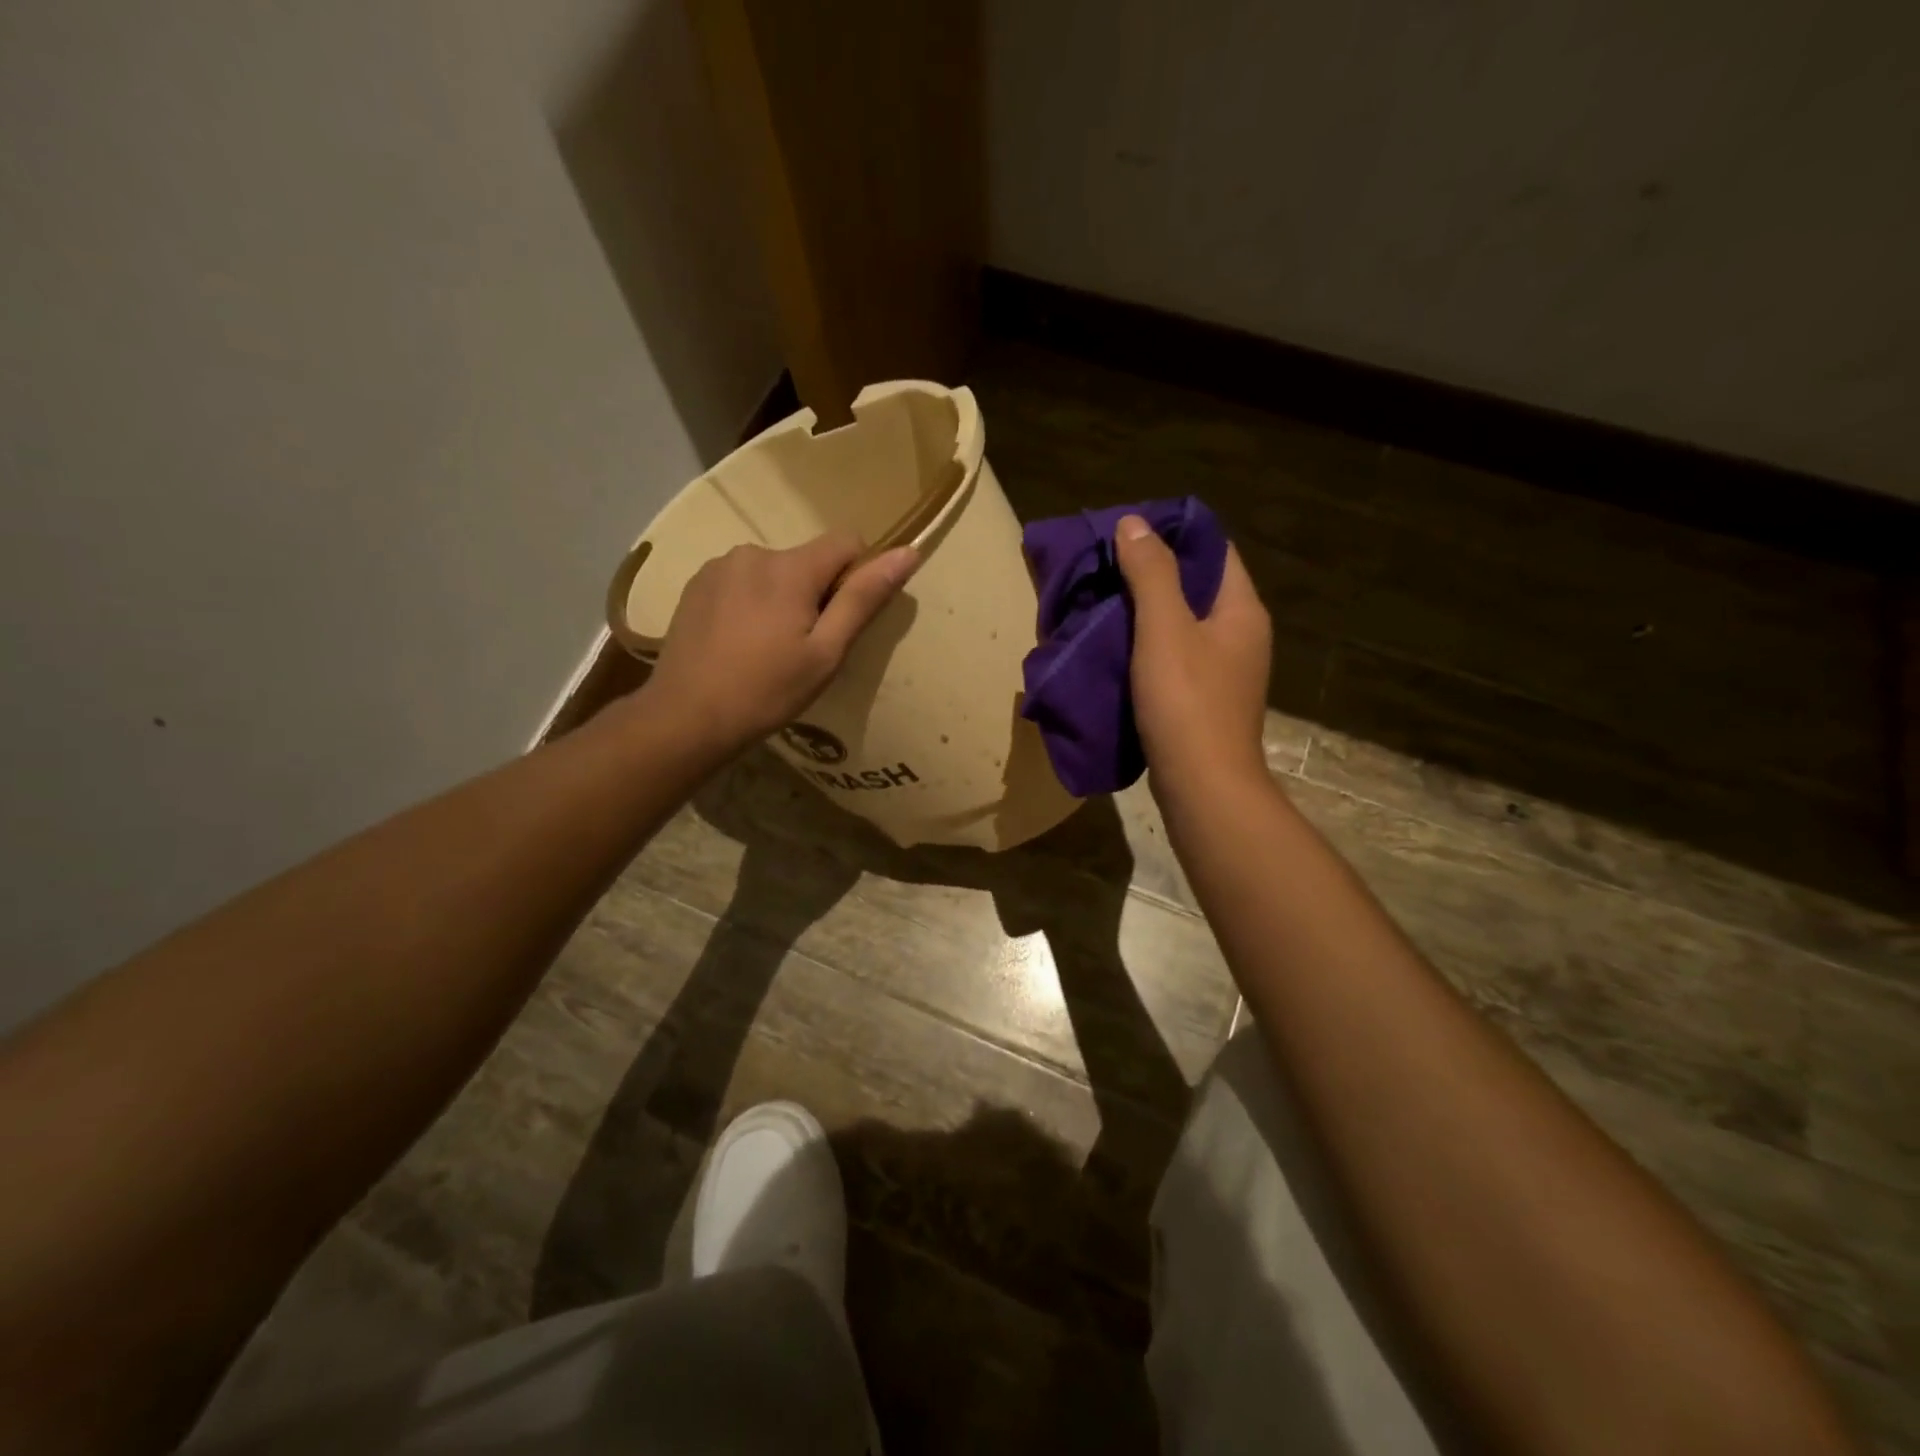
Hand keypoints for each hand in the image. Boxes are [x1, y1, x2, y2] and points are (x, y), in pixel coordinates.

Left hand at [641, 532, 917, 752]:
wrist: (686, 717)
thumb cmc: (767, 691)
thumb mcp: (826, 653)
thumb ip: (863, 599)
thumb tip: (907, 552)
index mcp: (790, 567)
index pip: (847, 542)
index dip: (858, 576)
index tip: (844, 620)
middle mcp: (754, 552)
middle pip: (808, 560)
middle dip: (816, 593)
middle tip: (804, 648)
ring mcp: (719, 567)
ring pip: (774, 572)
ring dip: (782, 598)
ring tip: (768, 649)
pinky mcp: (696, 585)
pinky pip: (742, 582)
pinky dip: (751, 604)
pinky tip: (739, 643)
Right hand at [1115, 514, 1271, 794]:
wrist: (1202, 787)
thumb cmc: (1187, 702)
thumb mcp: (1165, 629)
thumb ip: (1151, 574)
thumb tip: (1133, 522)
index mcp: (1242, 610)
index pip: (1214, 550)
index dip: (1174, 534)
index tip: (1128, 531)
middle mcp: (1241, 636)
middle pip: (1197, 587)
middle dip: (1153, 574)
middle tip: (1105, 567)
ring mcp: (1225, 672)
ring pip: (1183, 625)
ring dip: (1146, 613)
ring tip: (1102, 602)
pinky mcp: (1204, 701)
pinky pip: (1174, 657)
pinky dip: (1146, 647)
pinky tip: (1114, 648)